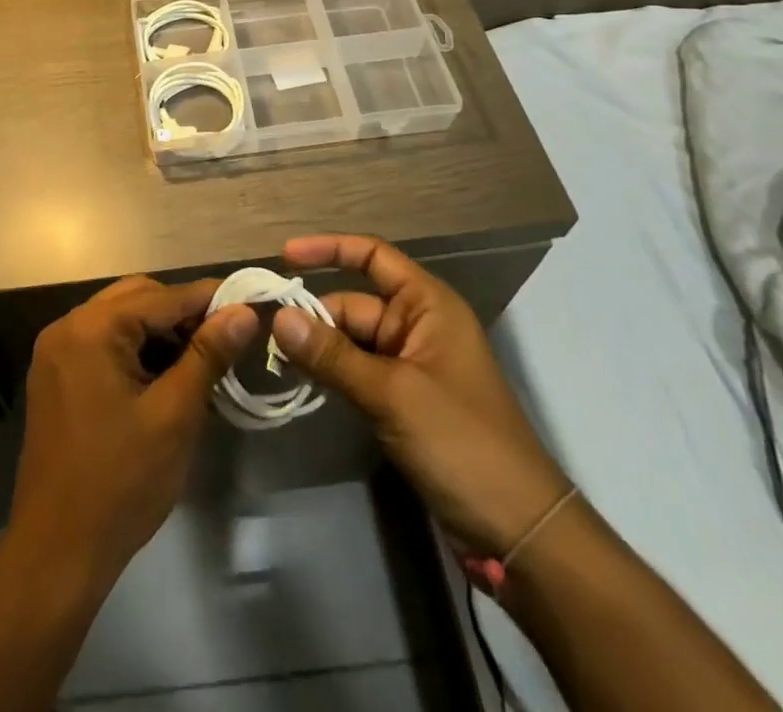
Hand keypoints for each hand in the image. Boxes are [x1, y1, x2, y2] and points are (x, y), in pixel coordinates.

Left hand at [8, 276, 257, 590]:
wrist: (56, 553)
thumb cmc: (120, 483)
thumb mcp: (174, 416)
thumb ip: (208, 356)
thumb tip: (243, 312)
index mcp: (91, 329)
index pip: (161, 297)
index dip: (207, 298)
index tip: (248, 302)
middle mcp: (68, 327)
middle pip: (136, 298)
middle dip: (182, 313)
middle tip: (225, 336)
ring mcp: (56, 352)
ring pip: (120, 319)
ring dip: (159, 331)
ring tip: (202, 357)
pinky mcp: (56, 377)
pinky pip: (103, 343)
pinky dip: (136, 349)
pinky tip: (166, 374)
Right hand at [270, 235, 571, 556]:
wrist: (517, 533)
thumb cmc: (462, 443)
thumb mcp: (392, 394)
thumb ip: (333, 355)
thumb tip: (277, 318)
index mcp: (428, 305)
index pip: (373, 256)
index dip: (330, 249)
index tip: (284, 255)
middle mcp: (419, 326)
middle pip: (354, 304)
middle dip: (313, 314)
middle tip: (265, 333)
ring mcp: (411, 366)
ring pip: (352, 341)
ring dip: (318, 347)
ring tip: (274, 358)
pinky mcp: (404, 402)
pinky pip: (358, 372)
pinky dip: (332, 374)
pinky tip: (301, 382)